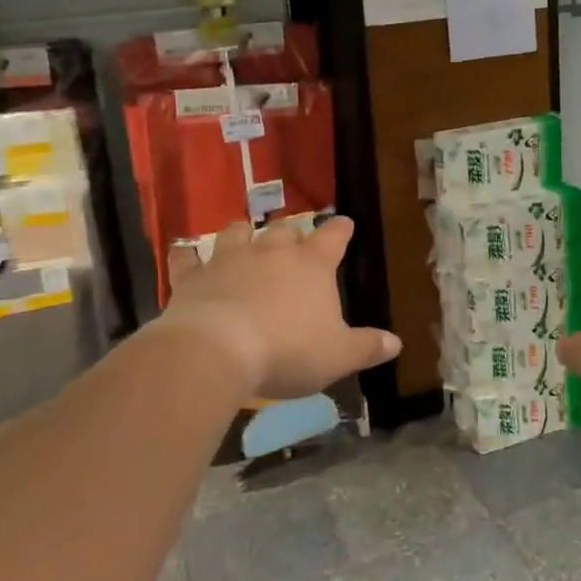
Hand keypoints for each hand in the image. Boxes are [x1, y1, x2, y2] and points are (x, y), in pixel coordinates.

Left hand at [159, 216, 400, 400]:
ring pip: (238, 233)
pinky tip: (185, 254)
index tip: (345, 223)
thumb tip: (396, 342)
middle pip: (285, 230)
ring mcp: (229, 260)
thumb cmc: (288, 351)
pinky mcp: (193, 277)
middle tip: (294, 243)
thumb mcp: (338, 356)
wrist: (218, 351)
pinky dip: (187, 256)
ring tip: (245, 237)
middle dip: (291, 234)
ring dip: (244, 234)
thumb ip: (367, 347)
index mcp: (312, 266)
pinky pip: (187, 259)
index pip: (333, 237)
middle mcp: (272, 252)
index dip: (340, 230)